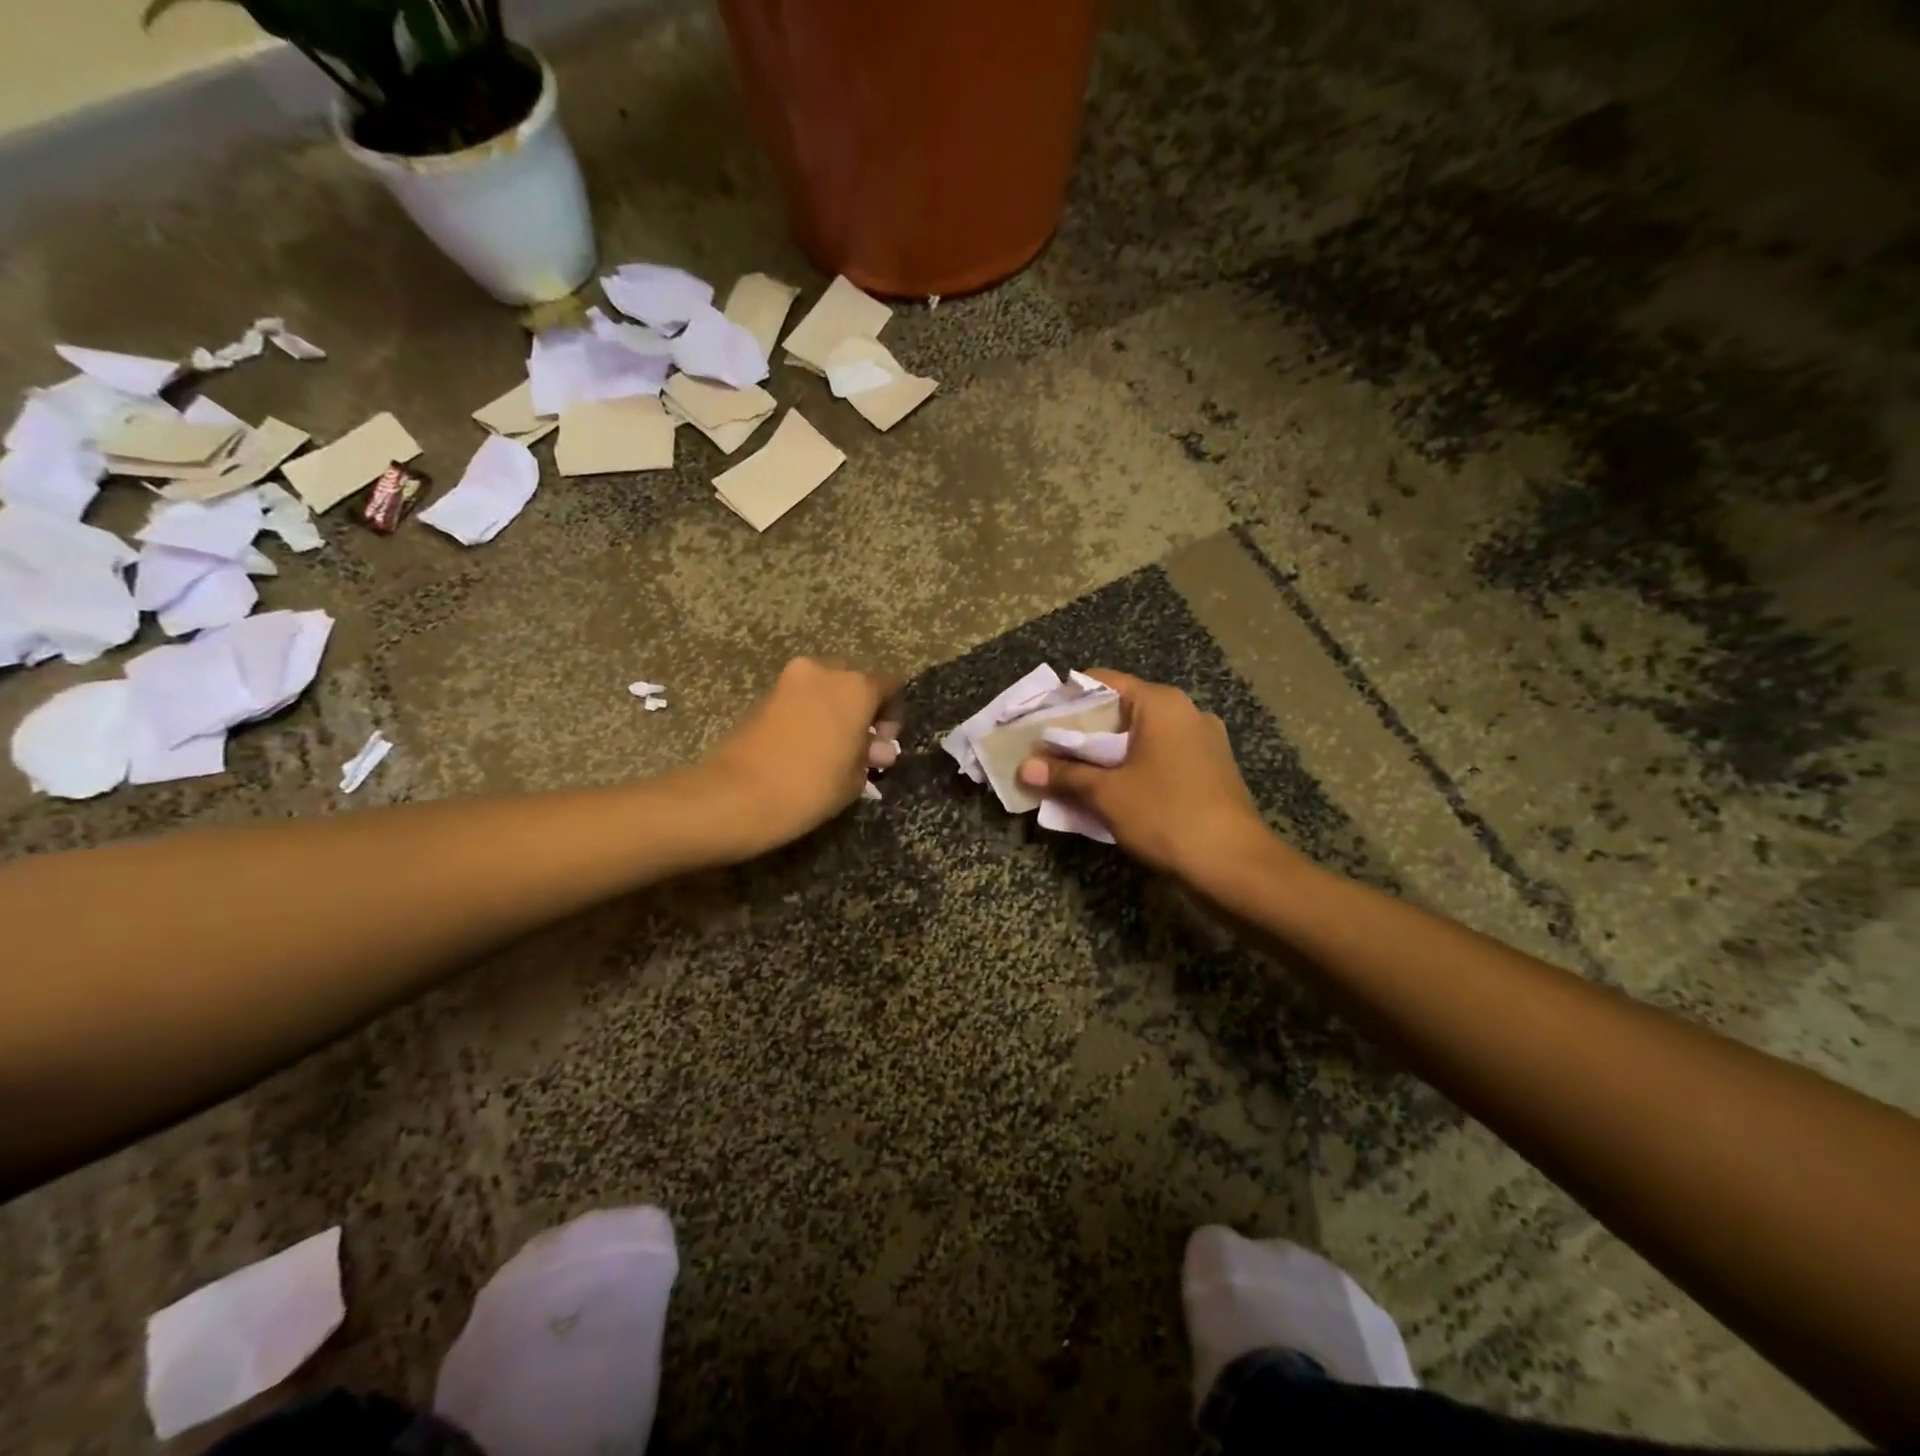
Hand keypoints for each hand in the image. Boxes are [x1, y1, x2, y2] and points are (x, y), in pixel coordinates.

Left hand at [698, 657, 901, 854]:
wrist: (736, 796)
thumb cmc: (809, 788)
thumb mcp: (854, 779)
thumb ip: (869, 755)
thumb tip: (875, 748)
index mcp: (856, 687)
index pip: (890, 687)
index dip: (892, 714)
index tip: (883, 745)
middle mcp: (824, 672)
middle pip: (854, 682)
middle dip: (860, 709)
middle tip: (859, 746)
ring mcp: (789, 680)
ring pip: (824, 689)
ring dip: (833, 712)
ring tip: (831, 751)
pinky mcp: (763, 695)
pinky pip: (799, 699)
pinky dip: (809, 716)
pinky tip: (806, 748)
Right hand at [1017, 670, 1275, 883]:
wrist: (1235, 865)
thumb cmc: (1166, 815)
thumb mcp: (1107, 794)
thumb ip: (1064, 775)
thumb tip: (1024, 768)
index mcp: (1161, 704)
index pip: (1103, 682)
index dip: (1067, 699)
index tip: (1038, 720)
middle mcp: (1186, 712)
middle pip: (1121, 711)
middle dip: (1082, 734)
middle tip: (1046, 752)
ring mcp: (1203, 742)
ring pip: (1140, 738)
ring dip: (1105, 756)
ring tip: (1071, 776)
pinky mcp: (1210, 770)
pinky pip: (1159, 759)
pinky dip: (1132, 770)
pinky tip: (1111, 793)